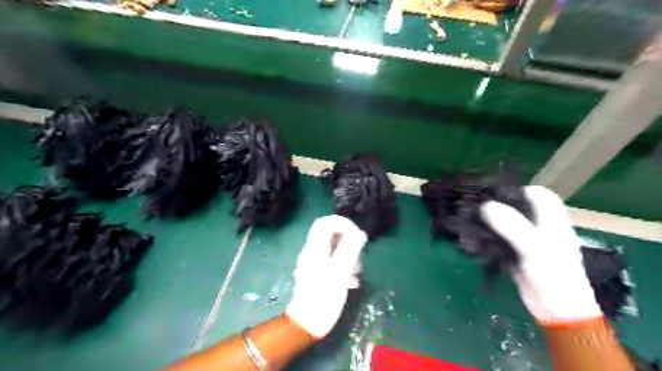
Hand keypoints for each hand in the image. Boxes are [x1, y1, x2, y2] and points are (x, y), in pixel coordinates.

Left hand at [285, 215, 366, 338]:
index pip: (326, 222)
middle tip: (359, 254)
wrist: (307, 323)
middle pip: (331, 235)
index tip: (357, 236)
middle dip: (348, 241)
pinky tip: (351, 281)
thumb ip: (350, 249)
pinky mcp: (318, 274)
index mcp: (316, 247)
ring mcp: (314, 263)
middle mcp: (313, 251)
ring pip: (334, 249)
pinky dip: (344, 267)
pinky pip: (333, 262)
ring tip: (357, 271)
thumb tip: (359, 233)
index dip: (343, 223)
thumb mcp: (340, 271)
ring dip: (348, 256)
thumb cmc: (324, 296)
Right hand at [479, 185, 603, 324]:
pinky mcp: (516, 254)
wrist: (555, 310)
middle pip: (520, 207)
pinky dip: (488, 237)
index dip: (521, 191)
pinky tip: (474, 238)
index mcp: (552, 221)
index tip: (498, 195)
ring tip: (471, 220)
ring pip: (508, 223)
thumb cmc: (552, 275)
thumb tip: (486, 206)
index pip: (540, 195)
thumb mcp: (535, 248)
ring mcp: (527, 242)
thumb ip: (512, 225)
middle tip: (477, 206)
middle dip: (499, 204)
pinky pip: (500, 240)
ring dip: (490, 221)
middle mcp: (540, 228)